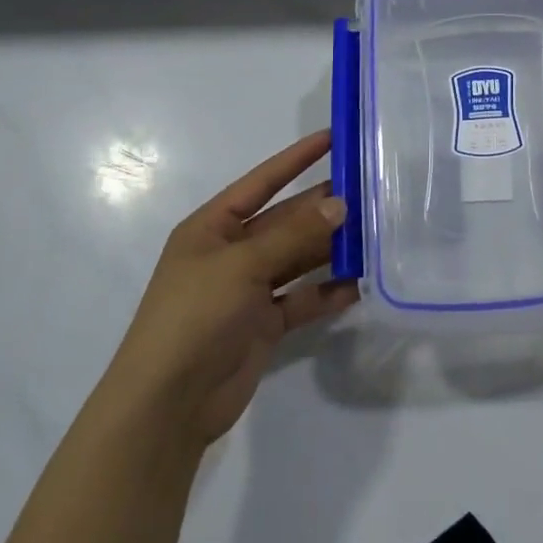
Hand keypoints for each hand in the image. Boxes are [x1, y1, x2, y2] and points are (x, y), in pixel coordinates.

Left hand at [104, 130, 356, 451]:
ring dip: (331, 248)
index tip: (333, 137)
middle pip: (286, 220)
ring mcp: (248, 289)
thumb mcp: (242, 265)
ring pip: (298, 258)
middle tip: (370, 191)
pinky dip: (327, 291)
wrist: (168, 405)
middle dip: (323, 207)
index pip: (262, 182)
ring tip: (374, 233)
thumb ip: (293, 235)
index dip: (296, 159)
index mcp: (212, 227)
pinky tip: (358, 284)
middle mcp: (232, 252)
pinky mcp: (264, 323)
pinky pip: (302, 298)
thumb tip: (341, 204)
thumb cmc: (194, 316)